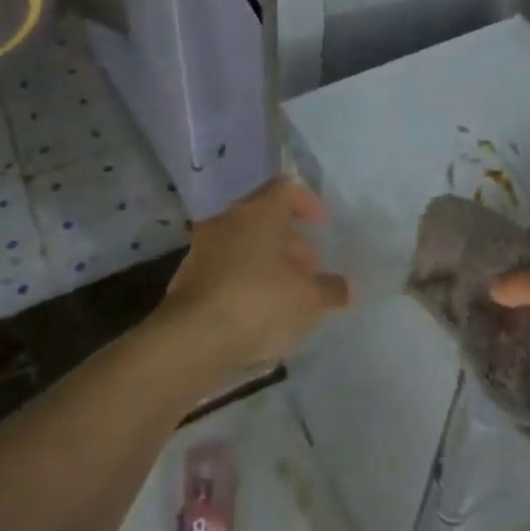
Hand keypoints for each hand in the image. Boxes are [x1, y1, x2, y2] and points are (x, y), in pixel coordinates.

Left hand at [157, 179, 349, 375]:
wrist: (192, 341)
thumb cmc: (260, 303)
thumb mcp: (309, 299)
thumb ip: (330, 289)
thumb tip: (344, 288)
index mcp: (258, 212)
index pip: (285, 189)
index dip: (307, 203)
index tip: (321, 225)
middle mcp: (226, 221)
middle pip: (262, 218)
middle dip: (288, 239)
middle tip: (309, 266)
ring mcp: (201, 250)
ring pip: (241, 244)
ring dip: (264, 261)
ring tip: (286, 293)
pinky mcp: (185, 280)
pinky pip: (223, 270)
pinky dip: (242, 281)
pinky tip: (256, 312)